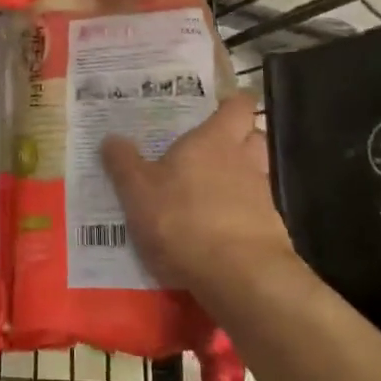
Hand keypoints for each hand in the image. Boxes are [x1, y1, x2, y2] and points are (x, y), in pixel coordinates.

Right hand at [100, 91, 299, 305]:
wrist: (240, 276)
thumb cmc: (184, 219)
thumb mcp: (138, 190)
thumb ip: (124, 163)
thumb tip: (111, 138)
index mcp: (215, 139)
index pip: (238, 106)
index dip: (231, 103)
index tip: (216, 107)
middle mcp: (245, 160)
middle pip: (253, 137)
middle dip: (238, 139)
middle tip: (208, 149)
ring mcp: (262, 197)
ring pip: (255, 175)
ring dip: (237, 179)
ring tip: (207, 193)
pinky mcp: (270, 232)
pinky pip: (254, 213)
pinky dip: (239, 216)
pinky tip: (216, 232)